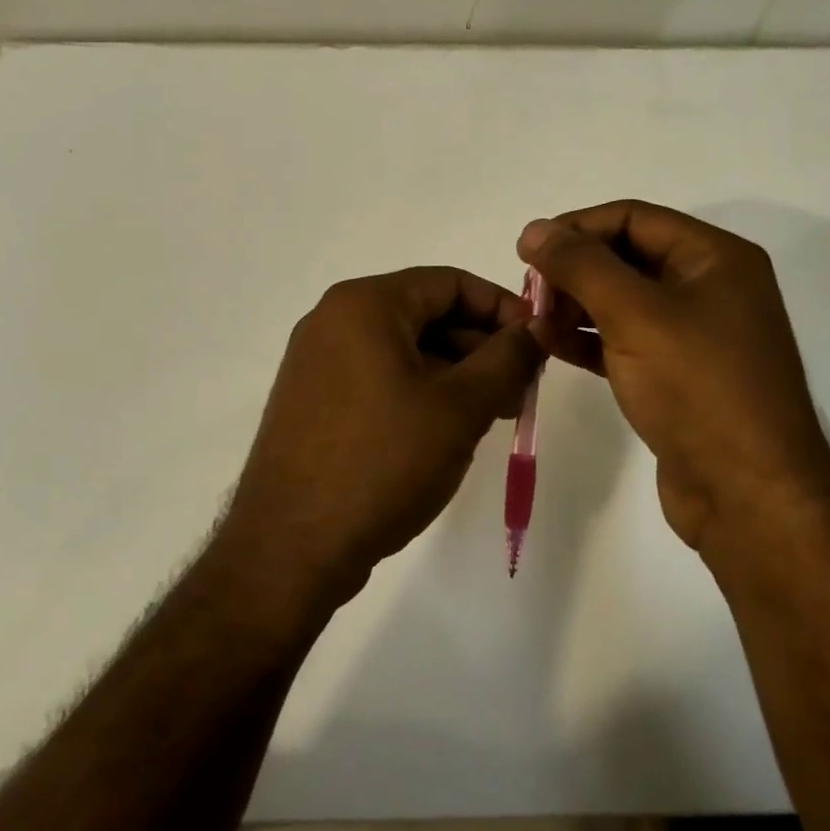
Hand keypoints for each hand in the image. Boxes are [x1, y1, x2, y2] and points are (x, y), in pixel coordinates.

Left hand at [220, 267, 542, 610]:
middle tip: (521, 390)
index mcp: (364, 304)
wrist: (290, 548)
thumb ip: (507, 358)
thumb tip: (538, 326)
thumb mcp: (460, 407)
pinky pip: (378, 377)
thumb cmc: (383, 462)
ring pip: (404, 350)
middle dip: (481, 347)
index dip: (503, 308)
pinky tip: (448, 431)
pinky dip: (420, 392)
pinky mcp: (313, 400)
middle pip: (426, 314)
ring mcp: (317, 362)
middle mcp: (333, 320)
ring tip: (493, 415)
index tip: (538, 344)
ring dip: (455, 374)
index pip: (450, 283)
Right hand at [517, 201, 829, 551]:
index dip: (577, 228)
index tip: (528, 251)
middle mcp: (710, 286)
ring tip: (533, 322)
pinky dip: (589, 339)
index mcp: (715, 257)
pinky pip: (626, 339)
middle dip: (574, 271)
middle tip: (529, 294)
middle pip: (627, 256)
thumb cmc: (697, 387)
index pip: (633, 217)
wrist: (748, 494)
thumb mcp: (634, 314)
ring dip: (575, 306)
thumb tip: (534, 229)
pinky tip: (552, 346)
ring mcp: (696, 333)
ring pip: (623, 301)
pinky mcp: (679, 374)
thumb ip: (581, 266)